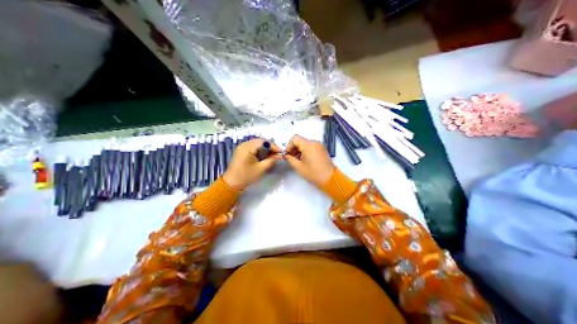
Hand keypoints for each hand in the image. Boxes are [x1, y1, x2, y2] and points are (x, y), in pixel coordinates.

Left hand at [222, 138, 282, 189]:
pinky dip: (260, 151)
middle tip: (277, 154)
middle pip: (260, 141)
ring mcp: (242, 147)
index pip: (263, 142)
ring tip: (272, 156)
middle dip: (270, 147)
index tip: (281, 152)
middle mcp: (244, 144)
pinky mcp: (242, 151)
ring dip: (265, 149)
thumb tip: (280, 156)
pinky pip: (253, 148)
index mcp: (247, 147)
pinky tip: (265, 157)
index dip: (273, 146)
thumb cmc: (246, 176)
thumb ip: (271, 160)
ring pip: (257, 144)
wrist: (232, 183)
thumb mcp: (261, 169)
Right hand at [283, 134, 333, 187]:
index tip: (288, 154)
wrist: (330, 178)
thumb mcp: (299, 167)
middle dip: (294, 148)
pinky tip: (304, 160)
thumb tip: (286, 155)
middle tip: (291, 158)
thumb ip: (290, 159)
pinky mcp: (322, 150)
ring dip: (300, 150)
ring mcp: (319, 146)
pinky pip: (311, 147)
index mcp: (308, 145)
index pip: (295, 138)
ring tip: (298, 161)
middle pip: (300, 141)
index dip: (289, 145)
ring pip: (305, 144)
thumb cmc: (313, 173)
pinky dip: (306, 151)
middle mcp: (314, 142)